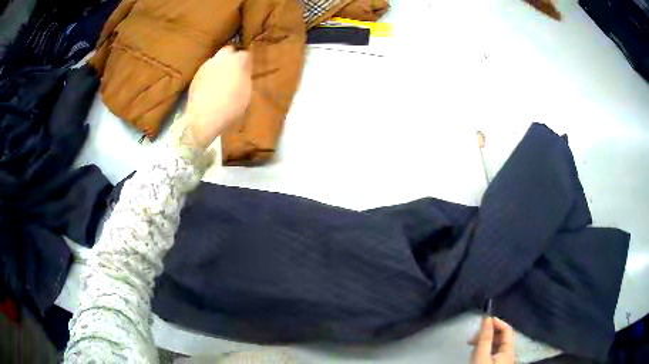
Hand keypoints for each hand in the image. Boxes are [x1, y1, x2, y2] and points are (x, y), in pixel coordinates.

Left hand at [185, 46, 251, 148]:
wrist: (203, 119)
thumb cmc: (230, 108)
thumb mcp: (246, 93)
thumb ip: (246, 76)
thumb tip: (245, 68)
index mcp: (236, 61)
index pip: (245, 54)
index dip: (247, 62)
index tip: (248, 69)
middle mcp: (220, 59)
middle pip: (228, 50)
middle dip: (232, 57)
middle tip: (235, 69)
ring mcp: (206, 67)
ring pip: (216, 60)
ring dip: (220, 65)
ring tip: (222, 79)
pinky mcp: (196, 76)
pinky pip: (207, 70)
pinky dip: (211, 75)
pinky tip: (211, 87)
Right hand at [470, 317, 514, 363]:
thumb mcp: (482, 354)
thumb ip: (485, 337)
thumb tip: (487, 317)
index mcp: (509, 349)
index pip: (506, 328)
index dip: (495, 322)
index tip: (483, 320)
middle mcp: (510, 353)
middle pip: (501, 337)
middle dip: (487, 334)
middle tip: (473, 338)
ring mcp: (505, 360)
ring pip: (497, 346)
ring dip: (486, 343)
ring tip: (474, 347)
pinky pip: (494, 353)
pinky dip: (486, 351)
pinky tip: (478, 355)